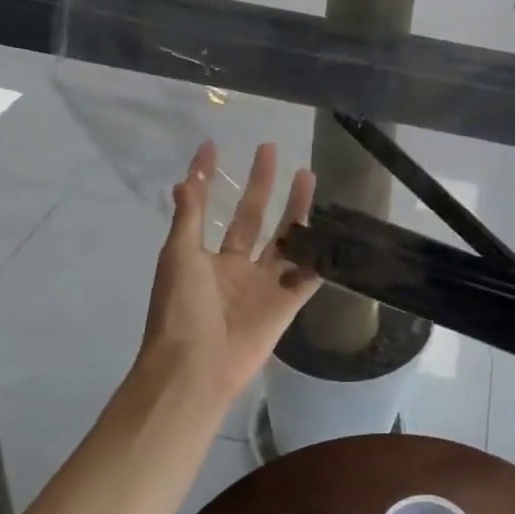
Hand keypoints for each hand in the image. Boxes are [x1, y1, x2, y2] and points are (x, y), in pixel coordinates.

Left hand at [139, 141, 320, 406]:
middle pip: (255, 217)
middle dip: (262, 184)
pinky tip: (336, 228)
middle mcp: (238, 267)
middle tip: (270, 149)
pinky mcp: (288, 303)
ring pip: (286, 238)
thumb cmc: (180, 309)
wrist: (195, 368)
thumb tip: (184, 178)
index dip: (211, 179)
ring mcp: (265, 285)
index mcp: (209, 257)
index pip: (213, 208)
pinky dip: (322, 254)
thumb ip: (189, 217)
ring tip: (307, 175)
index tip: (213, 146)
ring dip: (297, 208)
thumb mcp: (178, 256)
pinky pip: (309, 274)